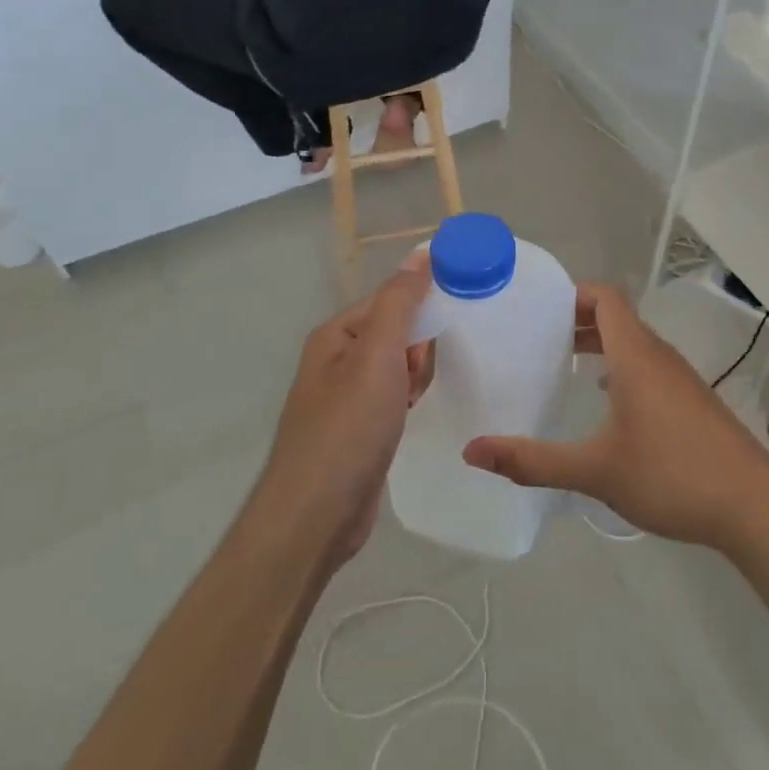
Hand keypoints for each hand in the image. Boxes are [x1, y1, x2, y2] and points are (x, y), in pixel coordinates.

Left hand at [257, 254, 435, 564]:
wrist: (316, 515)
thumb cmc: (348, 427)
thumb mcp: (377, 355)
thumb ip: (400, 302)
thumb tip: (420, 254)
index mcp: (336, 335)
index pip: (390, 299)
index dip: (421, 309)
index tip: (452, 323)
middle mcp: (337, 360)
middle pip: (396, 332)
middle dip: (417, 350)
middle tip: (417, 377)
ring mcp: (346, 397)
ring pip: (397, 367)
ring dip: (414, 377)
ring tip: (414, 400)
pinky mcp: (359, 429)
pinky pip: (393, 397)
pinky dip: (407, 401)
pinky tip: (412, 416)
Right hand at [463, 284, 768, 550]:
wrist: (753, 507)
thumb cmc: (672, 475)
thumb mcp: (595, 470)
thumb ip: (532, 461)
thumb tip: (472, 451)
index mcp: (635, 355)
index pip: (605, 297)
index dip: (572, 293)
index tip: (535, 306)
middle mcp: (659, 356)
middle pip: (616, 317)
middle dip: (575, 319)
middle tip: (533, 336)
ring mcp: (679, 378)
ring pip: (633, 343)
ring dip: (598, 344)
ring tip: (560, 363)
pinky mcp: (691, 401)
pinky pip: (647, 366)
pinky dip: (619, 367)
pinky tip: (603, 401)